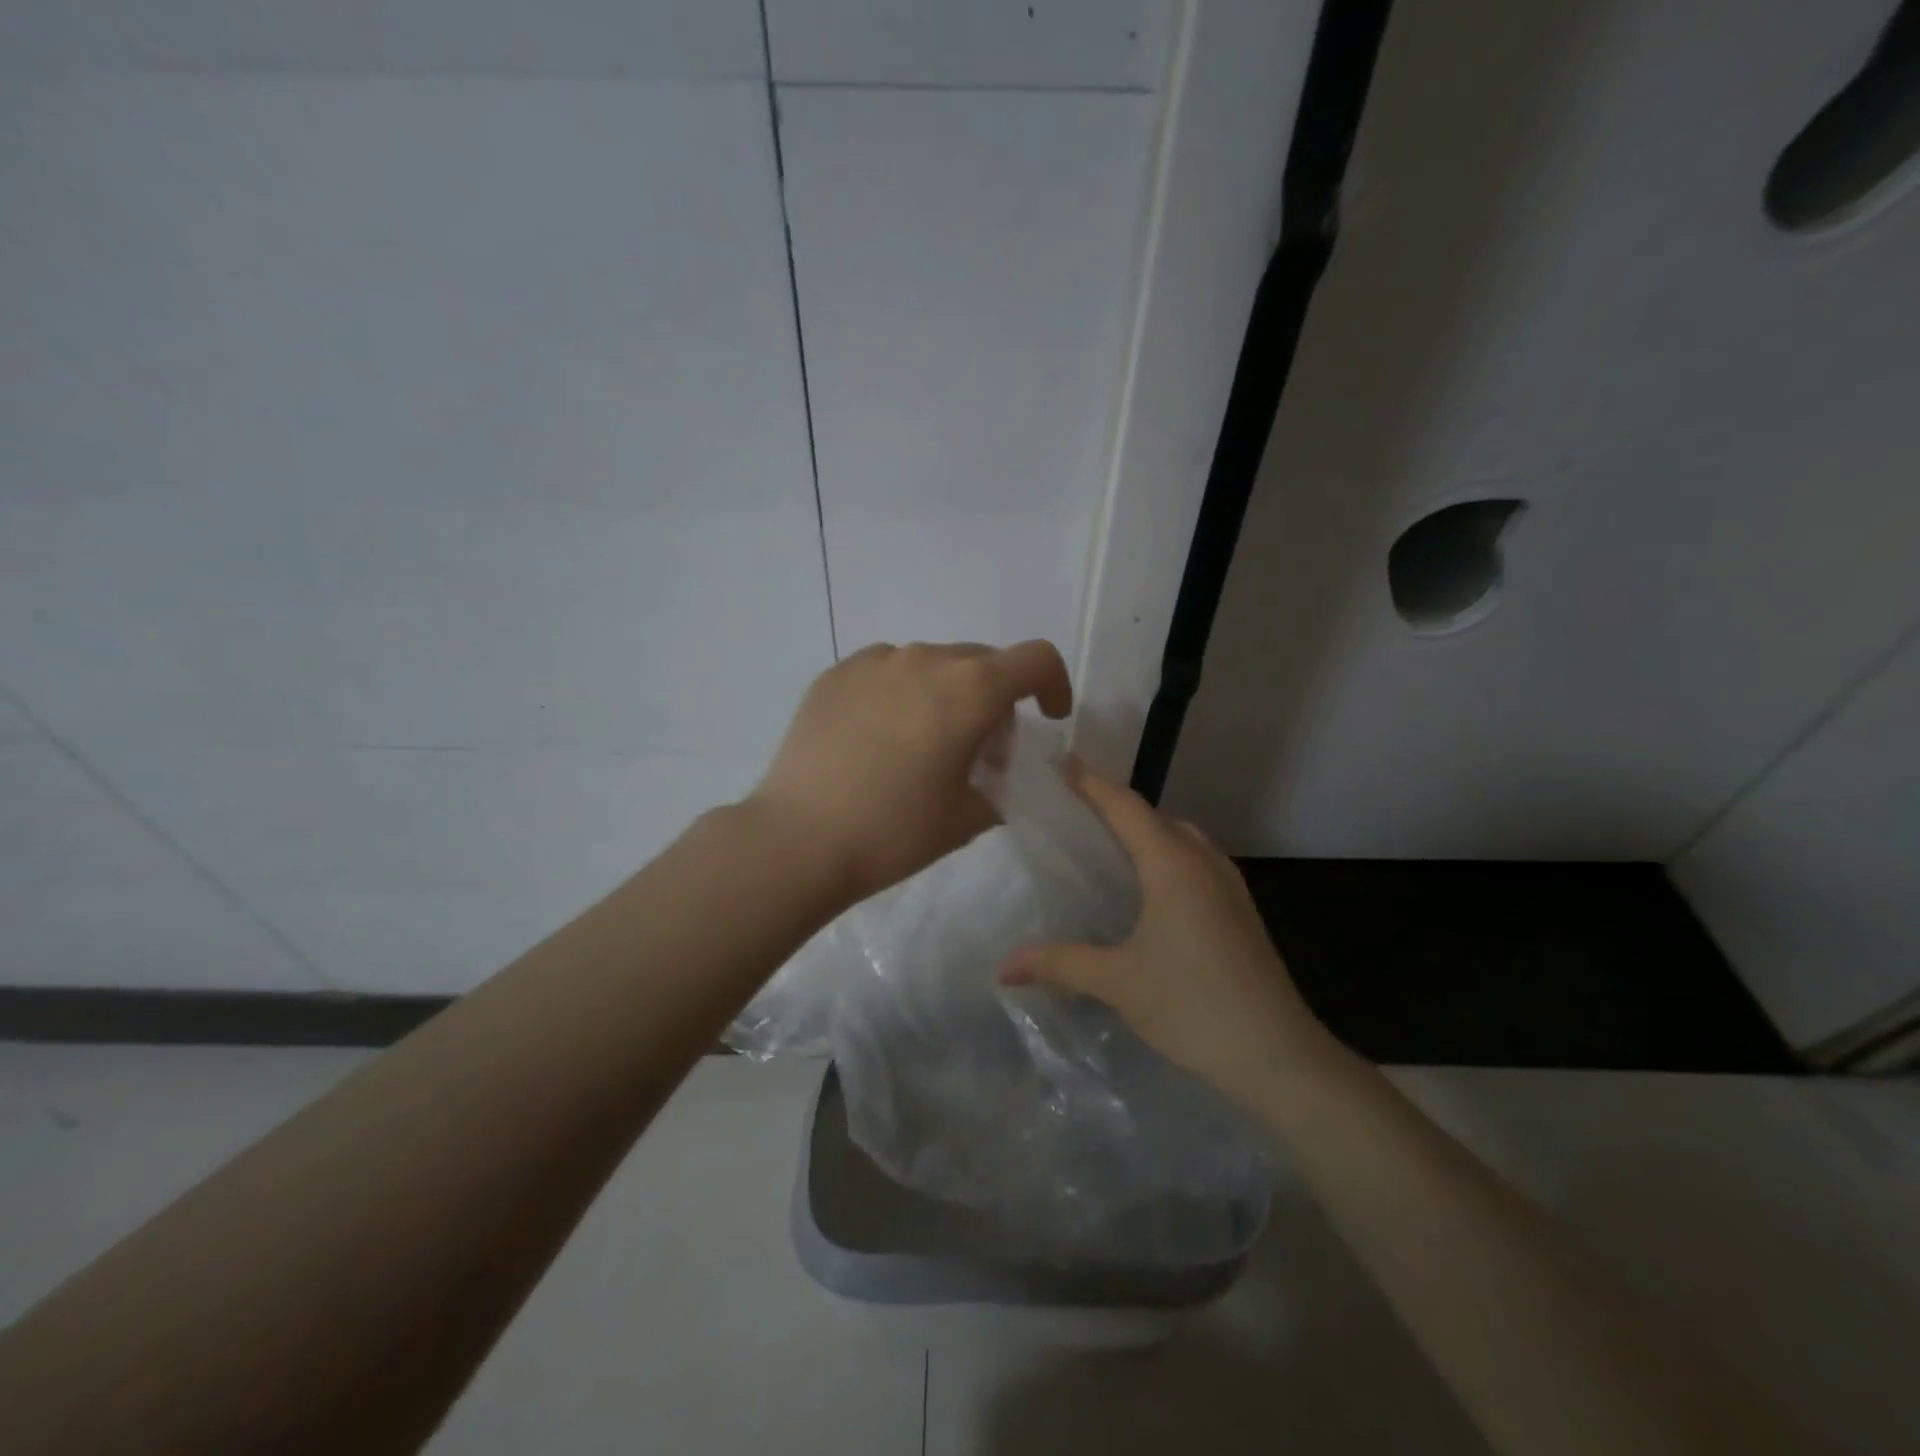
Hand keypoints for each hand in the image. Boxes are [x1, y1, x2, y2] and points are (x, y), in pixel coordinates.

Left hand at [750, 640, 1072, 904]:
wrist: (799, 839)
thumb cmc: (894, 831)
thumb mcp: (966, 818)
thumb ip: (998, 787)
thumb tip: (990, 775)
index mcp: (971, 689)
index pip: (1036, 660)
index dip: (1053, 686)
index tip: (1045, 718)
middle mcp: (925, 659)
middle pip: (983, 661)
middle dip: (996, 698)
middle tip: (981, 750)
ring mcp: (875, 661)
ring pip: (932, 664)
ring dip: (946, 694)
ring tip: (924, 743)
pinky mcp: (835, 674)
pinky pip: (886, 671)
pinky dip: (900, 693)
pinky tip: (879, 737)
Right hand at [1000, 767, 1330, 1106]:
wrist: (1278, 1057)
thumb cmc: (1193, 1005)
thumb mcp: (1117, 982)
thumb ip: (1059, 964)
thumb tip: (1002, 966)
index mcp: (1174, 866)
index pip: (1126, 807)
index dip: (1093, 784)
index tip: (1063, 764)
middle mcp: (1204, 864)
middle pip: (1156, 818)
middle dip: (1117, 808)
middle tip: (1074, 813)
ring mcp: (1229, 888)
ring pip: (1182, 841)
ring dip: (1146, 834)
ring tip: (1107, 849)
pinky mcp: (1240, 914)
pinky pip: (1196, 865)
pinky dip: (1166, 860)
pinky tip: (1148, 893)